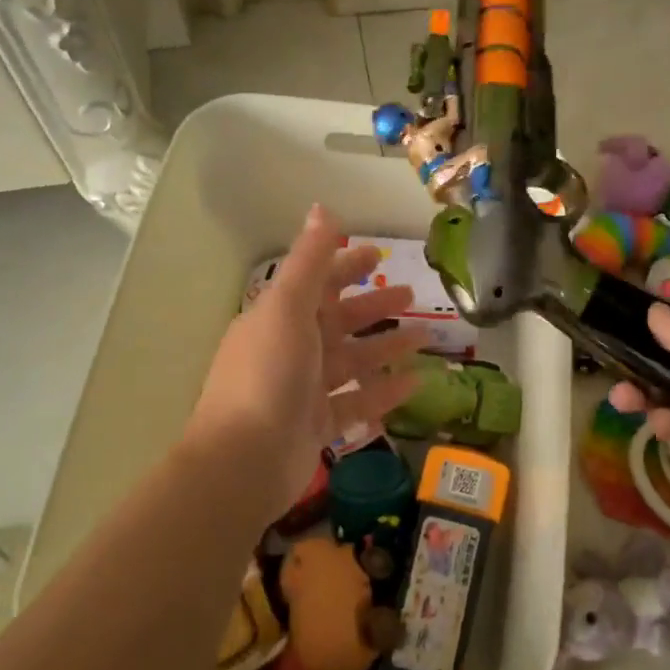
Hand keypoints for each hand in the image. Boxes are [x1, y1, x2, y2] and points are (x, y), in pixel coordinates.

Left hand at [185, 205, 424, 521]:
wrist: (244, 461)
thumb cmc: (268, 375)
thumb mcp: (288, 308)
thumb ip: (309, 261)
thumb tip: (321, 208)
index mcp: (280, 317)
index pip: (317, 282)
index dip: (346, 266)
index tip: (378, 256)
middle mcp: (291, 348)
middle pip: (339, 320)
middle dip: (373, 307)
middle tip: (411, 296)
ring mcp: (304, 389)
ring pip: (352, 360)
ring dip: (385, 347)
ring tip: (425, 338)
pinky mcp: (317, 425)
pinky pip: (356, 402)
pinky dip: (383, 391)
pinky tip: (415, 383)